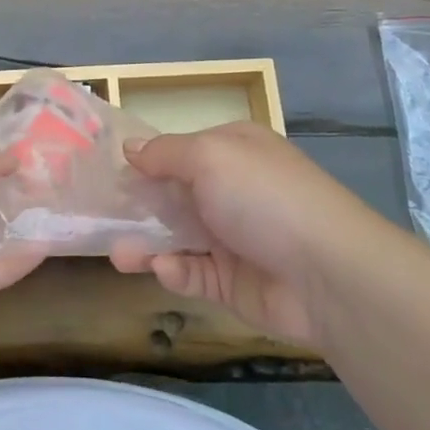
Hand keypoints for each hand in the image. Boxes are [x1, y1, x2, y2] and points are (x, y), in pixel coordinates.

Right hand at [111, 122, 398, 345]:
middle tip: (101, 219)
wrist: (328, 274)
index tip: (108, 174)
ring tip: (118, 255)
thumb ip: (164, 153)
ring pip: (176, 238)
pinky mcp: (232, 282)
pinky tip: (164, 270)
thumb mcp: (209, 156)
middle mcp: (233, 190)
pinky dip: (174, 272)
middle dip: (138, 207)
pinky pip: (192, 273)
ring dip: (145, 244)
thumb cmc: (263, 198)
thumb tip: (130, 148)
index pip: (179, 151)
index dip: (145, 162)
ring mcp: (233, 238)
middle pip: (172, 196)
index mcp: (233, 151)